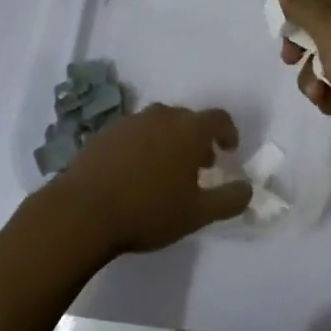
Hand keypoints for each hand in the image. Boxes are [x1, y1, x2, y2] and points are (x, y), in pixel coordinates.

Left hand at [45, 104, 251, 257]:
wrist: (82, 212)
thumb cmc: (148, 211)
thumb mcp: (197, 214)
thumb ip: (230, 199)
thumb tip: (248, 189)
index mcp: (188, 130)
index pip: (218, 118)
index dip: (228, 132)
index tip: (229, 150)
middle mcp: (161, 116)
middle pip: (187, 119)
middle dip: (198, 139)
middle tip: (200, 167)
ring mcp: (130, 122)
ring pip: (159, 124)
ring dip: (170, 141)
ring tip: (167, 172)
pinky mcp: (105, 133)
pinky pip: (134, 133)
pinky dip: (144, 146)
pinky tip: (136, 174)